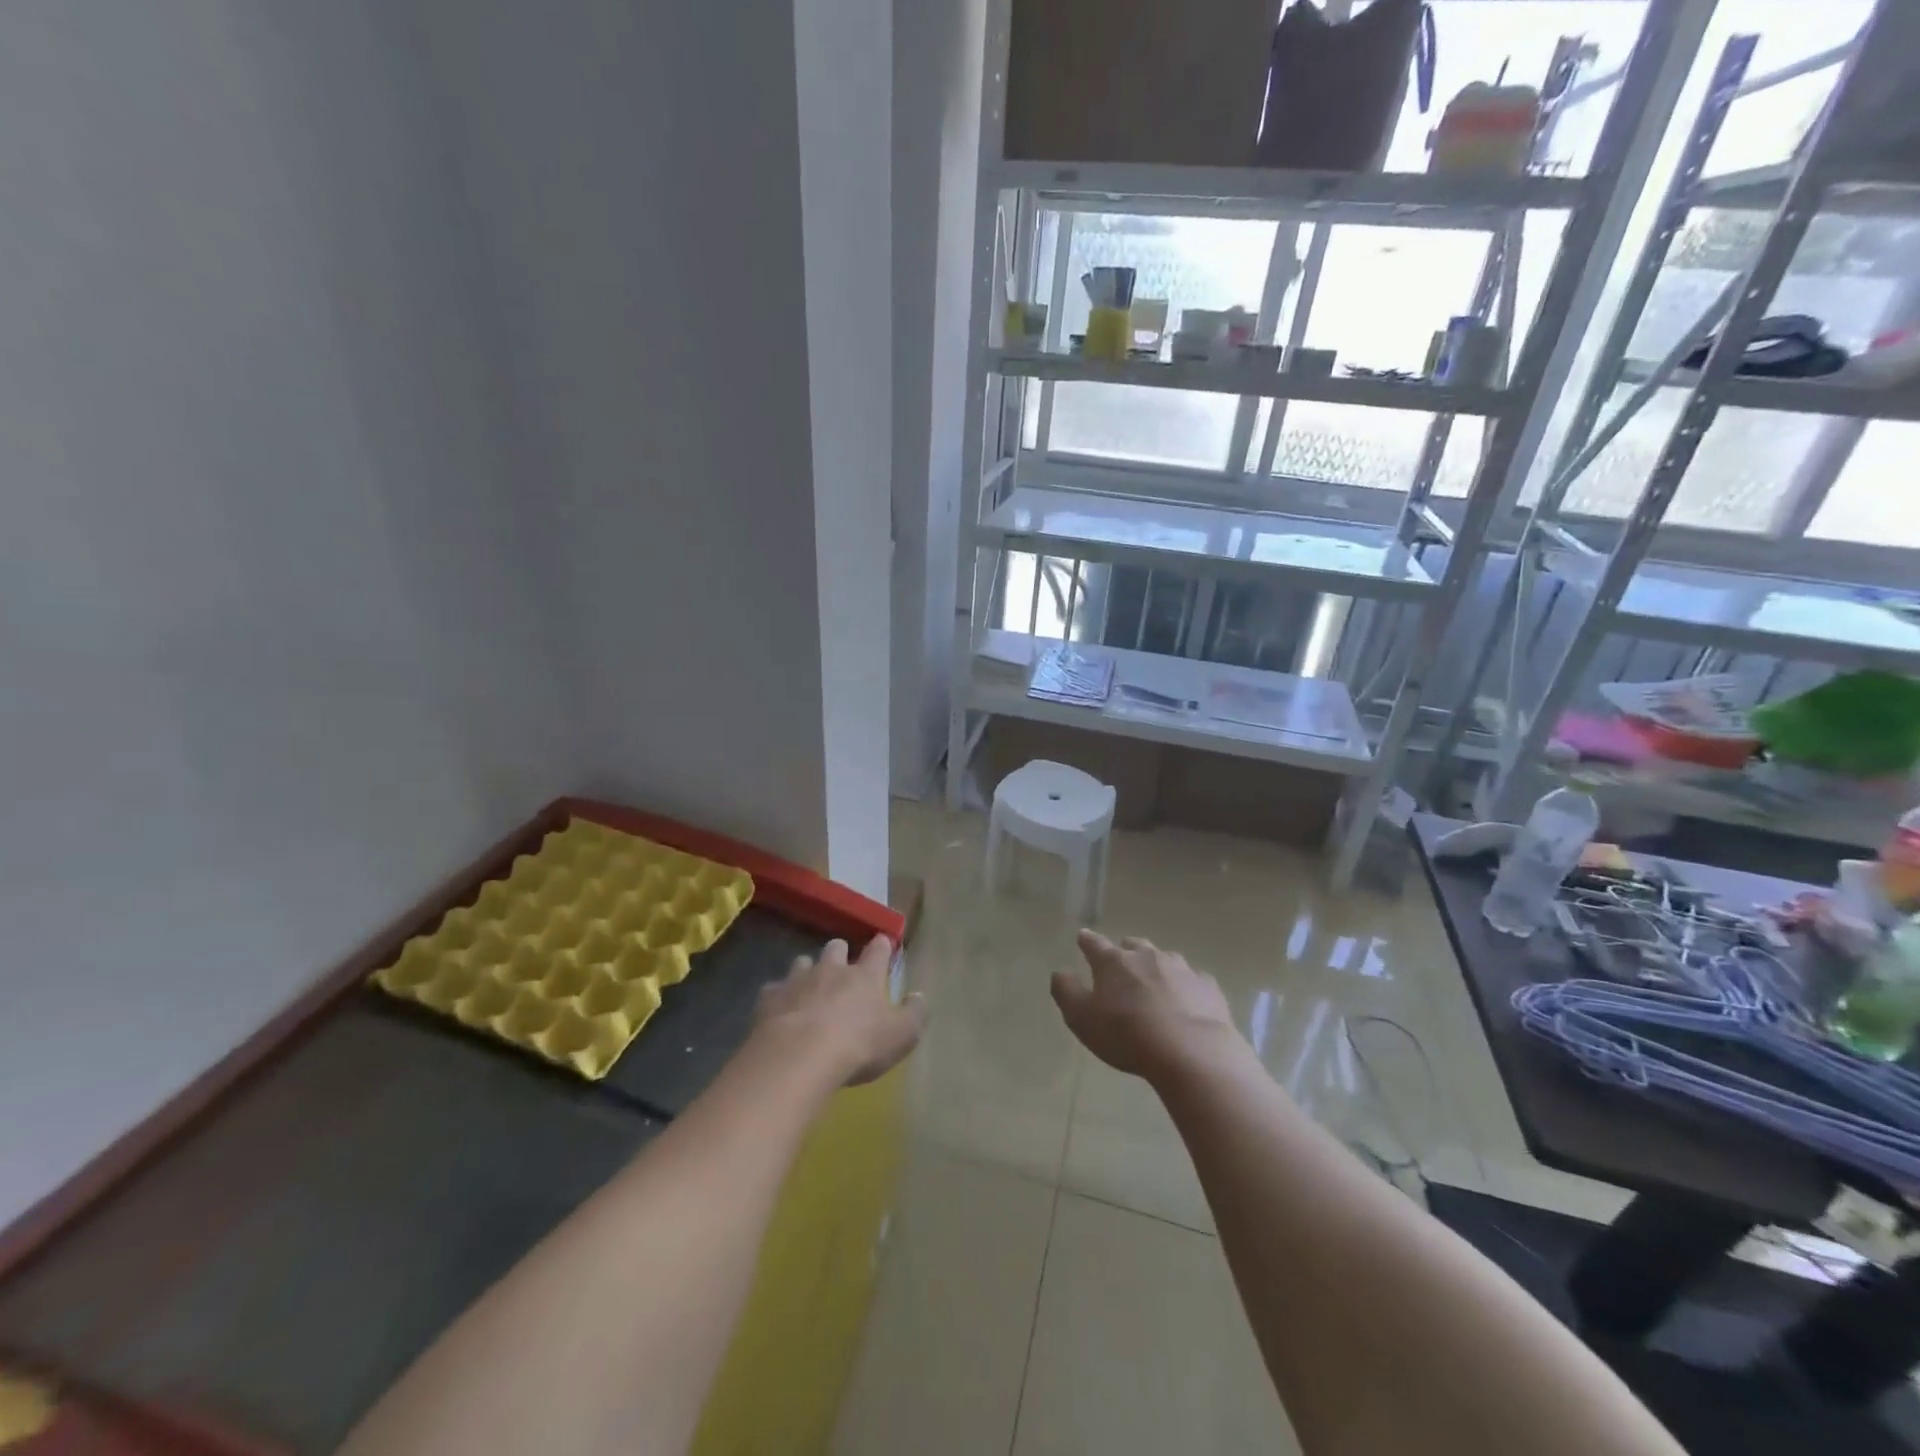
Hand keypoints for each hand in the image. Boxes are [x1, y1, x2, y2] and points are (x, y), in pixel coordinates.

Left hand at [755, 936, 925, 1085]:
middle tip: (842, 966)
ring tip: (809, 987)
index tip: (883, 942)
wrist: (799, 1056)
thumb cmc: (858, 1045)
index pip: (878, 951)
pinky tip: (779, 1010)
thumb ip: (914, 1014)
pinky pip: (774, 989)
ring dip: (808, 971)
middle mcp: (831, 970)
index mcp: (865, 976)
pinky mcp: (769, 998)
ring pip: (803, 962)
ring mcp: (798, 980)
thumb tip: (919, 996)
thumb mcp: (900, 1036)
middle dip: (840, 952)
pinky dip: (778, 997)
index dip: (881, 946)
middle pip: (836, 948)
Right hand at [1051, 930, 1241, 1081]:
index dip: (1086, 941)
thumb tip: (1060, 972)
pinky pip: (1193, 980)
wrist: (1191, 1051)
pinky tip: (1188, 1001)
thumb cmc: (1127, 1035)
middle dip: (1125, 951)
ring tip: (1154, 983)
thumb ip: (1066, 992)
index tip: (1082, 938)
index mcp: (1113, 962)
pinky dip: (1186, 986)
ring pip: (1164, 958)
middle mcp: (1147, 956)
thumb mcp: (1082, 1019)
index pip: (1094, 943)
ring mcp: (1181, 968)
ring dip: (1156, 966)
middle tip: (1121, 964)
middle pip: (1133, 945)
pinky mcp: (1207, 986)